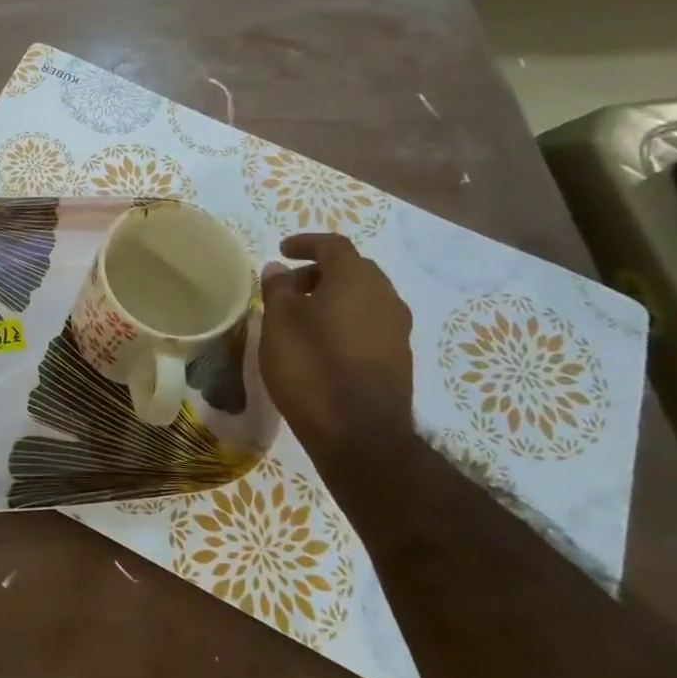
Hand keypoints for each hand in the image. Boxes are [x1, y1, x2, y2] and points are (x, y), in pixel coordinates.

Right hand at [257, 233, 414, 456]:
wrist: (359, 434)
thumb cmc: (311, 366)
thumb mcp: (279, 322)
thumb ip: (278, 288)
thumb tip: (280, 269)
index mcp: (356, 279)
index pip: (333, 245)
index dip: (306, 243)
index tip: (281, 251)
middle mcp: (385, 296)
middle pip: (352, 270)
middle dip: (319, 272)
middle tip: (288, 286)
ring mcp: (397, 329)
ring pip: (363, 298)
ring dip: (333, 297)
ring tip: (301, 316)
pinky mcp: (398, 358)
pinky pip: (369, 323)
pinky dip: (345, 320)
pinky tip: (322, 343)